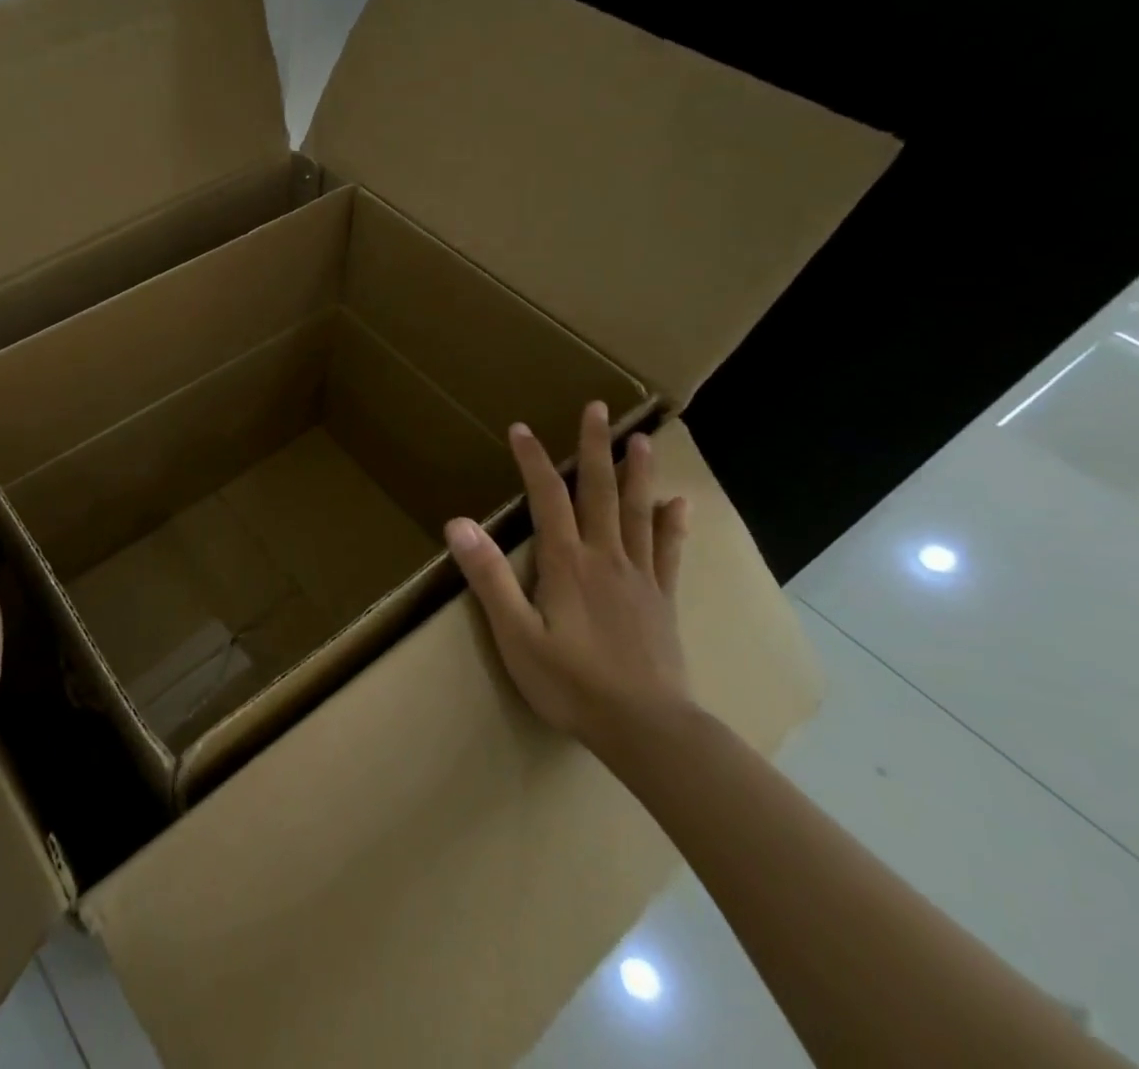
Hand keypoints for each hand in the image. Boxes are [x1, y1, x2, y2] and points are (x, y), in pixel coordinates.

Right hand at [444, 401, 691, 758]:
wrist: (648, 730)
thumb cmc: (572, 684)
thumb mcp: (516, 635)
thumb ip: (489, 577)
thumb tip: (458, 523)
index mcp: (566, 562)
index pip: (547, 496)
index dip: (533, 460)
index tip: (521, 428)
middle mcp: (605, 557)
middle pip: (600, 491)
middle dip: (594, 447)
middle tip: (599, 407)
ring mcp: (639, 577)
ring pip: (638, 512)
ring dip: (638, 472)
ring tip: (642, 439)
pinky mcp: (662, 600)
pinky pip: (669, 552)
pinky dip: (673, 524)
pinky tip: (679, 503)